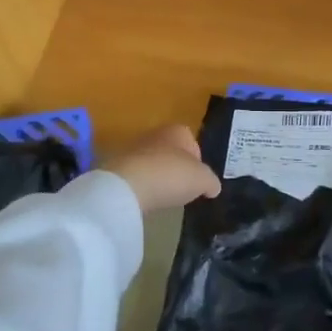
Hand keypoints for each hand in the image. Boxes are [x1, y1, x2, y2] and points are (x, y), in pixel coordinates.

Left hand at [102, 125, 220, 214]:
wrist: (128, 186)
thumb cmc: (172, 175)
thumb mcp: (203, 180)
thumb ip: (211, 182)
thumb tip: (213, 187)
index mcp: (177, 131)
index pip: (191, 140)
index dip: (197, 159)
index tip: (197, 178)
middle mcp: (155, 134)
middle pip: (171, 150)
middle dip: (177, 167)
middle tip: (183, 187)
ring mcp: (134, 149)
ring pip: (153, 162)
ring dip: (159, 176)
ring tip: (165, 196)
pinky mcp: (118, 166)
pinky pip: (138, 175)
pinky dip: (144, 185)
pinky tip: (148, 199)